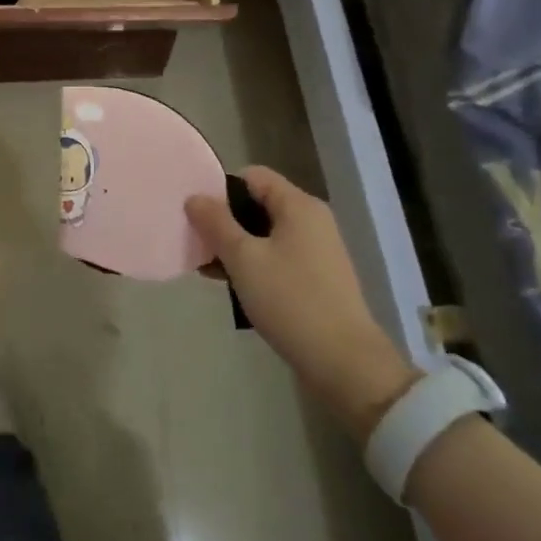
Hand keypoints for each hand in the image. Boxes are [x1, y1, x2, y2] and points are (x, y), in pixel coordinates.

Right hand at [187, 166, 419, 441]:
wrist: (345, 364)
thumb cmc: (291, 301)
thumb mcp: (244, 259)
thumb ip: (216, 223)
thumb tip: (195, 197)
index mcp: (298, 205)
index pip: (252, 176)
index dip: (221, 189)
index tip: (197, 215)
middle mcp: (311, 220)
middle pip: (257, 204)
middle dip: (225, 221)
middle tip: (197, 244)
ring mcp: (317, 250)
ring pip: (265, 234)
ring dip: (236, 246)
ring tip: (209, 270)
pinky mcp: (317, 278)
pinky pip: (277, 257)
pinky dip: (254, 265)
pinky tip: (233, 286)